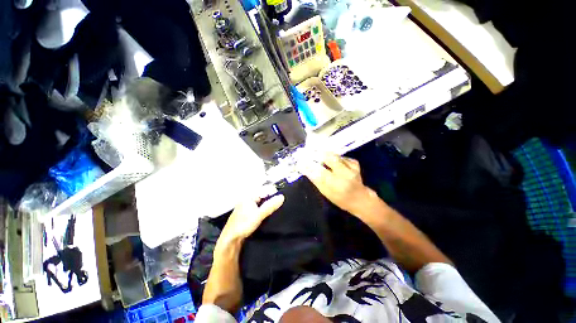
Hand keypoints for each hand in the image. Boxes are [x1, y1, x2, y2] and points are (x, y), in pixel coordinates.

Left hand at [219, 186, 284, 243]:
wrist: (230, 240)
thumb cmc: (243, 225)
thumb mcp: (259, 215)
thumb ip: (270, 206)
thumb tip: (282, 197)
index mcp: (250, 196)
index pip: (265, 189)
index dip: (274, 193)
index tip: (280, 200)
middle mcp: (248, 198)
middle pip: (264, 195)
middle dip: (271, 199)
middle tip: (277, 206)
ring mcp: (246, 205)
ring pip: (261, 201)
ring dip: (268, 205)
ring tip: (272, 211)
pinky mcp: (247, 212)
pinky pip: (258, 207)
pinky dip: (263, 209)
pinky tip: (265, 215)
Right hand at [298, 153, 380, 216]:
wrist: (361, 199)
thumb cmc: (341, 199)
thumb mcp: (326, 193)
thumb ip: (316, 180)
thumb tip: (305, 169)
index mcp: (337, 184)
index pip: (319, 172)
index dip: (309, 165)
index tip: (301, 161)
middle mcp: (345, 174)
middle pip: (329, 158)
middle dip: (317, 153)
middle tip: (309, 151)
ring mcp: (352, 167)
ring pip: (335, 155)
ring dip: (325, 153)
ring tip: (317, 153)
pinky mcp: (355, 163)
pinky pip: (341, 157)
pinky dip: (334, 157)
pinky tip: (331, 160)